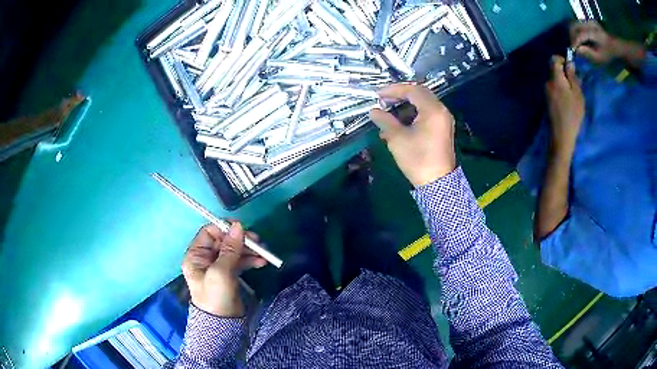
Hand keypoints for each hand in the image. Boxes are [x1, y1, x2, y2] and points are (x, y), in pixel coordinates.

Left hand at [182, 223, 266, 316]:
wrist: (223, 323)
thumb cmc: (216, 296)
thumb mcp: (221, 271)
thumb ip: (230, 249)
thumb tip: (238, 226)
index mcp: (196, 255)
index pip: (209, 232)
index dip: (225, 229)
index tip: (242, 230)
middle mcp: (205, 258)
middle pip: (224, 240)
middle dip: (241, 240)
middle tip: (257, 242)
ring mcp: (218, 266)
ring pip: (234, 250)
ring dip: (248, 250)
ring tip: (263, 253)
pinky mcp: (229, 274)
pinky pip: (240, 261)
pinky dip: (250, 260)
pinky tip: (261, 262)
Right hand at [370, 84, 455, 186]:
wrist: (438, 183)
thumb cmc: (418, 159)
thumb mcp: (397, 138)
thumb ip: (385, 120)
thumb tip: (373, 111)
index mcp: (433, 110)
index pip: (412, 90)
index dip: (394, 90)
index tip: (378, 95)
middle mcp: (441, 111)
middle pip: (420, 94)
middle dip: (400, 95)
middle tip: (384, 100)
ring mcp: (444, 120)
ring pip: (423, 104)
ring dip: (406, 106)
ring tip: (389, 115)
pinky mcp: (443, 129)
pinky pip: (427, 114)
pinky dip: (413, 115)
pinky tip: (399, 124)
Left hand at [546, 56, 584, 152]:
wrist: (561, 135)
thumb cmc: (573, 114)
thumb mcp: (577, 94)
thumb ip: (572, 77)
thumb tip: (569, 63)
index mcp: (555, 78)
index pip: (554, 60)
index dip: (562, 60)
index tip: (570, 67)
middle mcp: (547, 82)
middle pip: (553, 69)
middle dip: (563, 72)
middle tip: (574, 83)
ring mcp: (545, 91)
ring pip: (553, 79)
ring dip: (562, 81)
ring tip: (572, 93)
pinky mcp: (546, 100)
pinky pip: (553, 88)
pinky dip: (559, 89)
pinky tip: (567, 100)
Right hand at [570, 21, 620, 63]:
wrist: (614, 44)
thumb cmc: (608, 54)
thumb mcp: (600, 58)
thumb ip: (588, 53)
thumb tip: (577, 50)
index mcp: (593, 32)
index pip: (580, 34)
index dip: (575, 42)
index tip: (573, 50)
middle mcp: (588, 23)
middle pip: (574, 26)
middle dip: (571, 36)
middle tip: (573, 47)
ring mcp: (587, 20)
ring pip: (574, 23)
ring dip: (573, 33)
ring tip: (575, 43)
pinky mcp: (586, 20)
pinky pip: (577, 24)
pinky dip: (576, 31)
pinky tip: (578, 38)